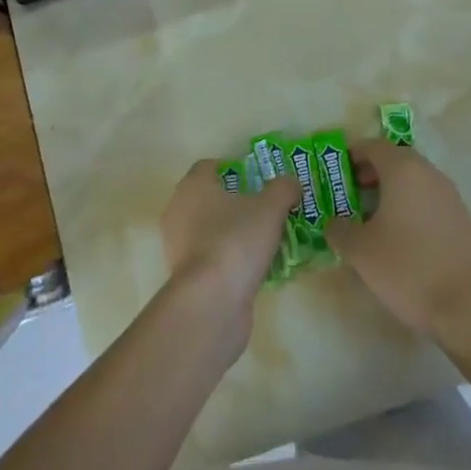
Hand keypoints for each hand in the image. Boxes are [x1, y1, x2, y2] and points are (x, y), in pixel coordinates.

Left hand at [160, 162, 297, 354]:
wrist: (211, 303)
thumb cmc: (236, 241)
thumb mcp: (270, 207)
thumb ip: (283, 188)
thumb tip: (291, 183)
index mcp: (193, 186)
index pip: (210, 167)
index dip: (236, 170)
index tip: (260, 180)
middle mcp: (179, 212)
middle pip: (212, 199)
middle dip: (239, 203)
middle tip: (268, 209)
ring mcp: (179, 247)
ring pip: (212, 230)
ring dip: (236, 233)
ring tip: (267, 241)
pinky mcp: (186, 278)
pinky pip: (213, 258)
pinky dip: (231, 260)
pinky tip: (257, 268)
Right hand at [325, 141, 470, 351]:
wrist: (467, 308)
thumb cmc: (407, 269)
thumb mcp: (360, 251)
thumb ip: (339, 229)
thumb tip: (333, 222)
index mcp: (403, 169)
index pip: (373, 146)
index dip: (352, 155)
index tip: (337, 173)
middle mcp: (429, 173)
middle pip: (396, 159)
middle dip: (372, 171)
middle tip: (352, 193)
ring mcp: (450, 195)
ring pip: (414, 179)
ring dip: (392, 188)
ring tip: (373, 216)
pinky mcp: (462, 218)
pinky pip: (429, 198)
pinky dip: (411, 204)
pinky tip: (402, 235)